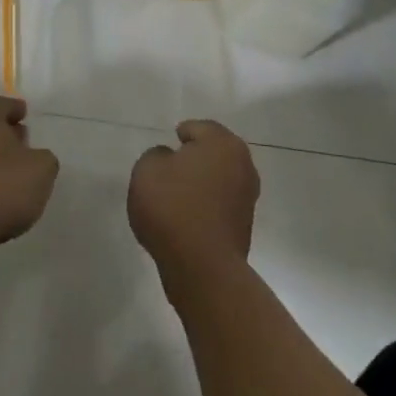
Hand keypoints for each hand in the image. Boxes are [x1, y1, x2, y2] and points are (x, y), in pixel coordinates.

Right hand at [128, 120, 259, 286]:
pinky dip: (206, 205)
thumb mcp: (147, 169)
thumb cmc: (173, 206)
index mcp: (223, 143)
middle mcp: (243, 165)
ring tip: (176, 194)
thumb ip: (157, 155)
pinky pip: (220, 205)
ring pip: (219, 180)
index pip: (199, 128)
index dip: (181, 134)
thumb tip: (170, 161)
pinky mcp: (244, 227)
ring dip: (202, 183)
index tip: (169, 143)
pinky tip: (186, 216)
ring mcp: (248, 198)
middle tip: (171, 166)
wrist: (201, 267)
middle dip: (195, 157)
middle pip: (214, 153)